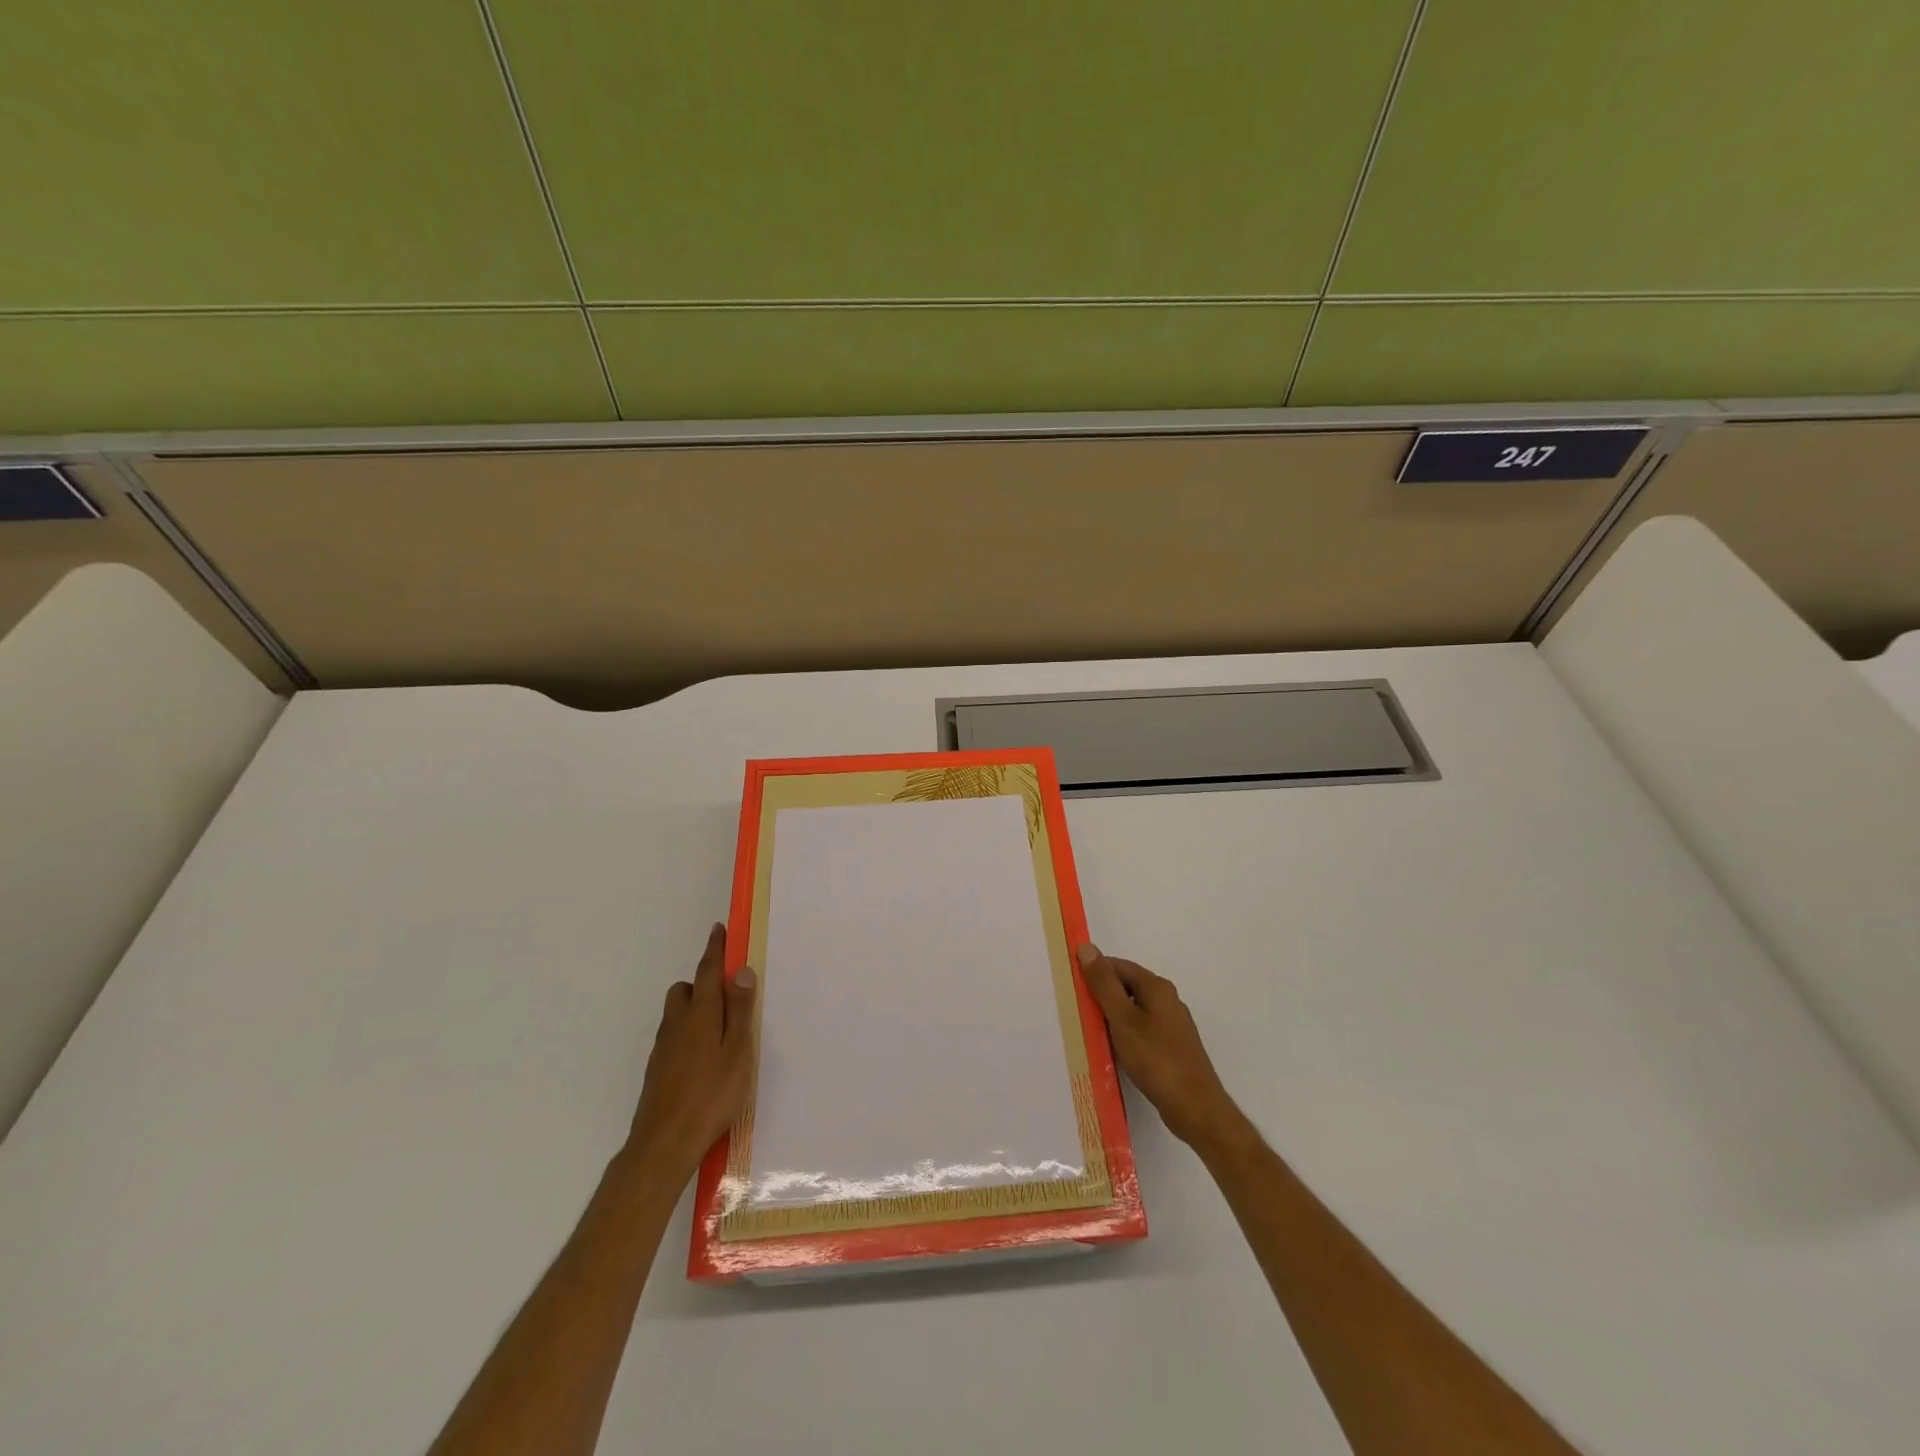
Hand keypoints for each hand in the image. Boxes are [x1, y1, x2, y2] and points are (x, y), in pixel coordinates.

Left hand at [625, 923, 757, 1181]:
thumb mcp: (737, 1051)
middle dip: (703, 983)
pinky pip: (674, 1036)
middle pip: (686, 990)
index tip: (719, 929)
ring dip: (695, 1009)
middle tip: (728, 996)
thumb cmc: (710, 1095)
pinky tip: (703, 1059)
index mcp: (700, 1014)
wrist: (663, 1144)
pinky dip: (688, 1033)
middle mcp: (677, 1024)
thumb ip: (740, 1010)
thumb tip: (740, 970)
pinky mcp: (657, 1069)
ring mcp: (663, 1047)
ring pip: (677, 1014)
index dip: (715, 949)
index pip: (708, 971)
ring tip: (720, 1031)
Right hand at [1077, 943, 1247, 1153]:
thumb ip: (1104, 984)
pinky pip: (1142, 1029)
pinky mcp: (1172, 1046)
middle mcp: (1167, 999)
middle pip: (1127, 986)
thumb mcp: (1123, 1019)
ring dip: (1112, 1016)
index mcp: (1157, 987)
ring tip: (1090, 1030)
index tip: (1072, 985)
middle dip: (1102, 995)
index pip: (1118, 966)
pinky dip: (1125, 1033)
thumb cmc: (1156, 1059)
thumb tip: (1086, 947)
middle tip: (1077, 1009)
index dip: (1094, 971)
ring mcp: (1172, 1024)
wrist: (1195, 1107)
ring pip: (1134, 1009)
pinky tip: (1113, 1049)